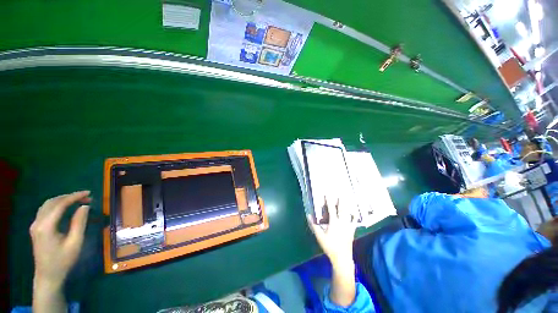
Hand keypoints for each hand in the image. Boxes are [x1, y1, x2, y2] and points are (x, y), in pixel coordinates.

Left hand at [30, 191, 90, 287]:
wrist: (48, 276)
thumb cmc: (63, 261)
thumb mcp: (75, 243)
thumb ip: (79, 223)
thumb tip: (84, 206)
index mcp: (46, 226)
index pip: (60, 205)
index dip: (74, 197)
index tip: (89, 193)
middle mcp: (38, 222)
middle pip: (52, 202)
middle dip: (69, 197)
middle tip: (86, 197)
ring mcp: (35, 225)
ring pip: (47, 205)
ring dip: (62, 200)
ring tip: (77, 200)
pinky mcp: (36, 228)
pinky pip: (45, 210)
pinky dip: (56, 205)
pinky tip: (65, 208)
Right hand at [307, 198, 357, 306]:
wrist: (342, 257)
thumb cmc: (329, 246)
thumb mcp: (319, 236)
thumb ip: (313, 225)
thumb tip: (308, 215)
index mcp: (334, 222)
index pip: (331, 209)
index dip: (328, 201)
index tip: (327, 194)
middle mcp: (342, 222)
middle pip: (342, 209)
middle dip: (340, 201)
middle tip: (340, 194)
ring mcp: (348, 226)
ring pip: (348, 214)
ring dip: (347, 206)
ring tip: (347, 200)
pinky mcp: (352, 231)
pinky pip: (354, 222)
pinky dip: (354, 216)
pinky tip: (354, 213)